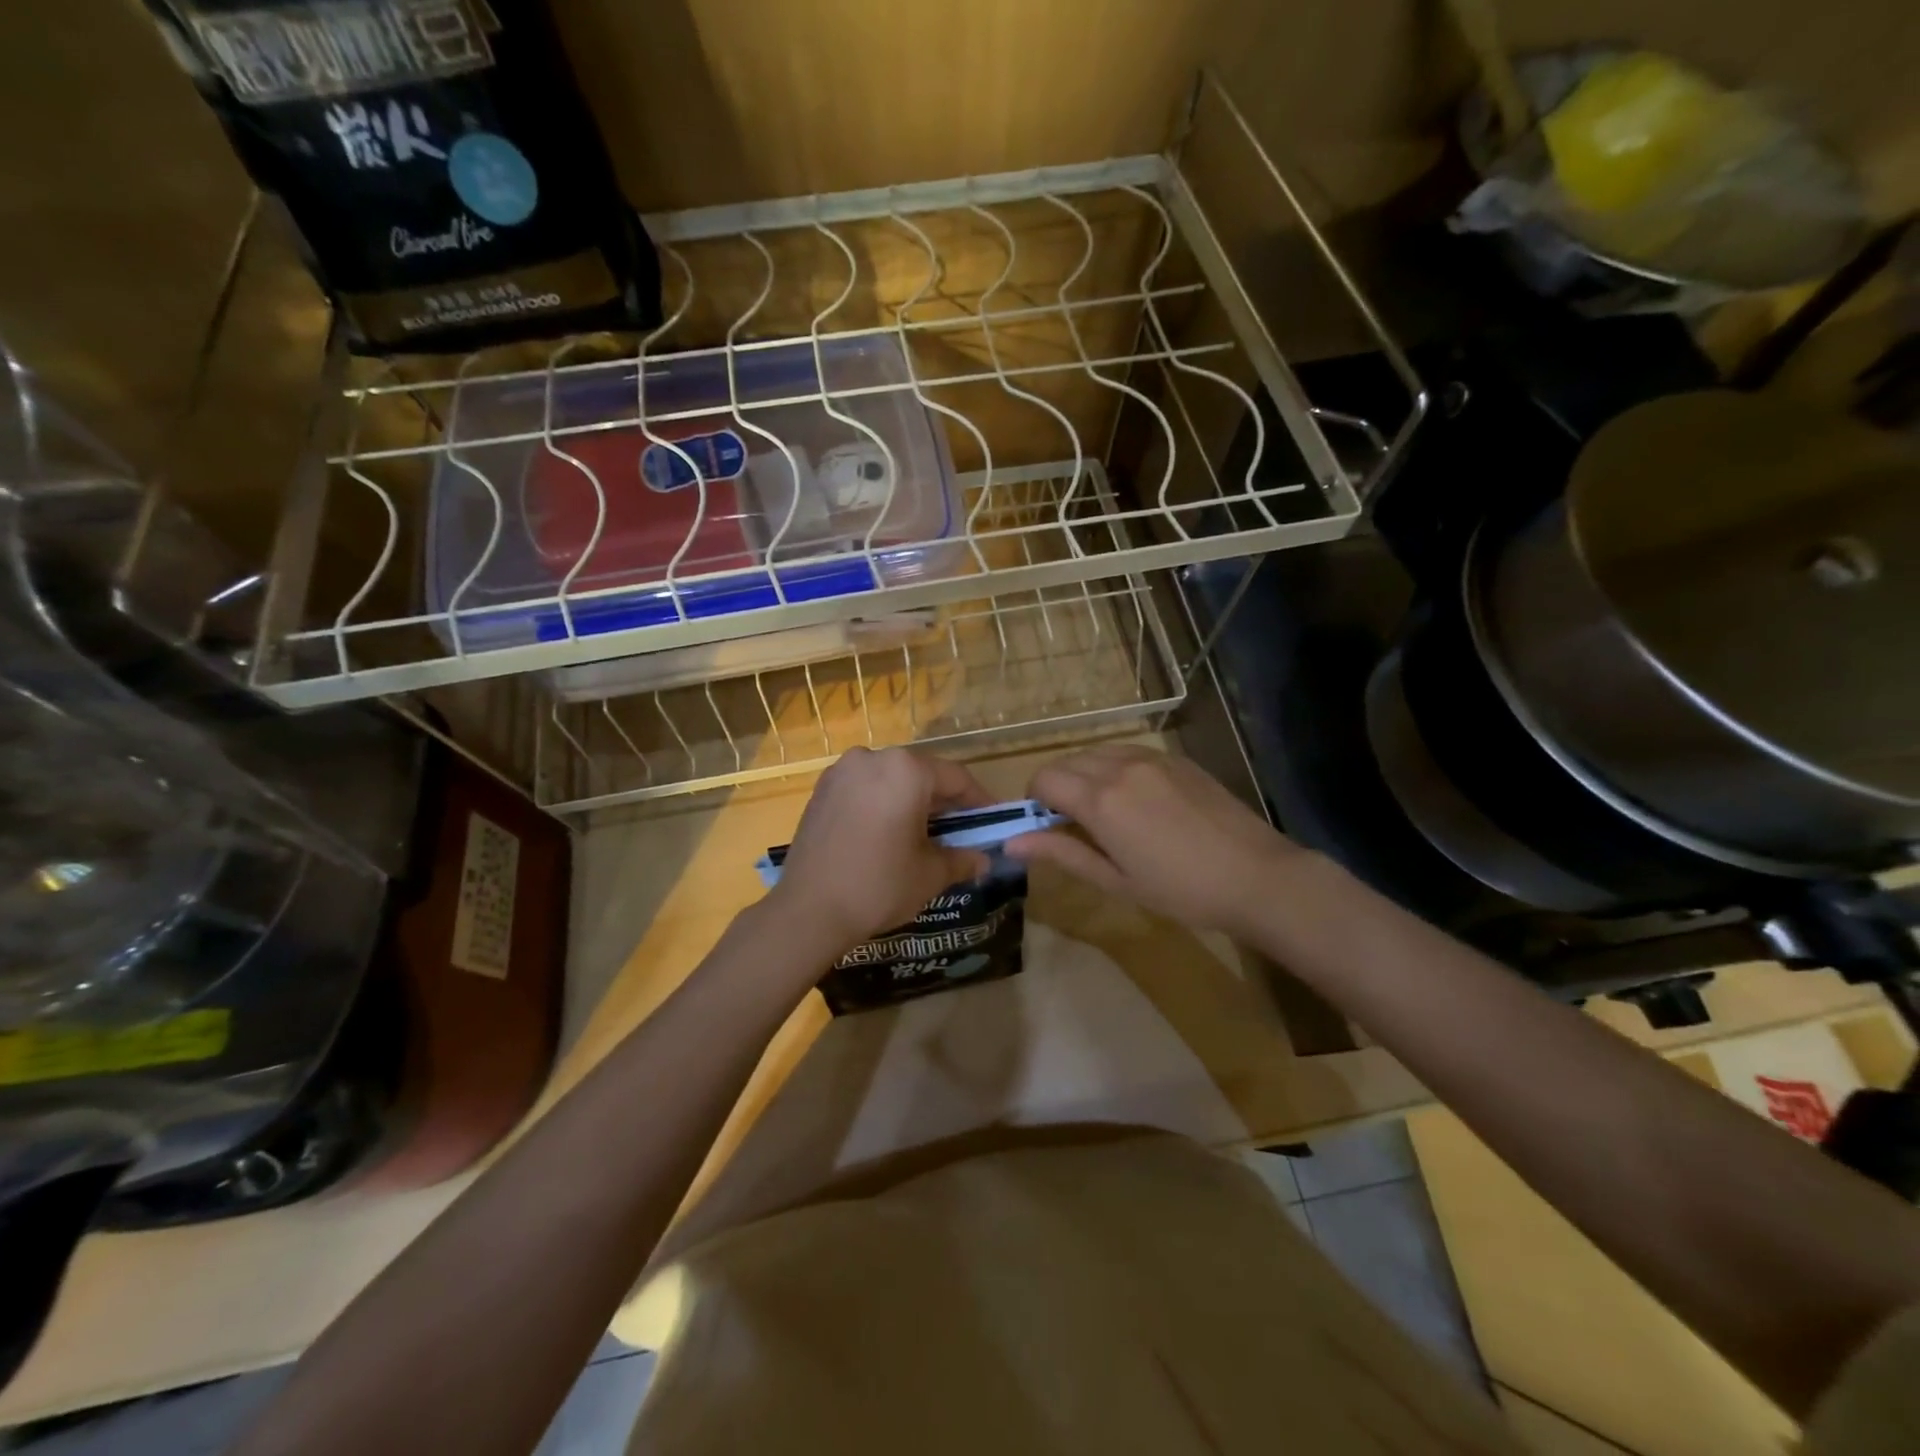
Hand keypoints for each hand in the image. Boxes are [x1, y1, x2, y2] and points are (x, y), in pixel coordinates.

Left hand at [765, 747, 994, 953]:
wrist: (808, 911)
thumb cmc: (879, 885)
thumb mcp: (930, 874)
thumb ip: (962, 859)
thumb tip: (983, 860)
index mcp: (906, 770)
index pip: (956, 778)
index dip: (979, 801)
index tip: (992, 821)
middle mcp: (873, 758)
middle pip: (922, 774)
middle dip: (943, 802)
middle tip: (960, 831)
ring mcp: (841, 771)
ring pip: (891, 780)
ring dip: (911, 802)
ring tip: (923, 835)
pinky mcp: (821, 790)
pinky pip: (864, 789)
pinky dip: (882, 804)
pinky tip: (887, 834)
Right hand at [1007, 744, 1308, 939]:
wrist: (1257, 876)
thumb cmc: (1181, 891)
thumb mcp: (1115, 880)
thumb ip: (1061, 853)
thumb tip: (1011, 842)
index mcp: (1100, 800)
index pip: (1043, 779)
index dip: (1034, 801)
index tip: (1046, 827)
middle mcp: (1119, 767)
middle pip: (1066, 762)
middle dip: (1057, 787)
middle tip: (1074, 825)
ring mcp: (1151, 758)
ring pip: (1096, 753)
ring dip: (1085, 775)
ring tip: (1107, 813)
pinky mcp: (1175, 758)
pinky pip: (1127, 752)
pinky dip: (1114, 768)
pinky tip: (1138, 801)